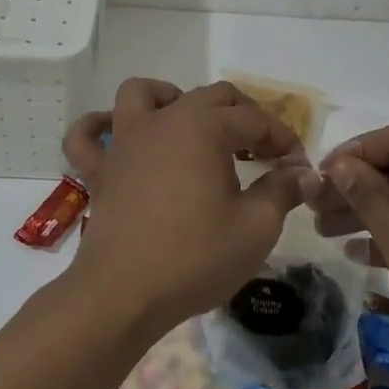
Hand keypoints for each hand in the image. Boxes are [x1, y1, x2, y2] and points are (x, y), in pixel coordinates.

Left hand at [61, 79, 316, 335]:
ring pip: (142, 94)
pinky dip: (99, 128)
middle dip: (243, 116)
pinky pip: (87, 136)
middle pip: (208, 96)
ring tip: (193, 126)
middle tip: (262, 151)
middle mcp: (162, 121)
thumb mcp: (256, 227)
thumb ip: (281, 190)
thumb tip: (300, 173)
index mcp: (203, 127)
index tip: (298, 167)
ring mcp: (124, 142)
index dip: (281, 139)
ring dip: (171, 98)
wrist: (124, 294)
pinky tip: (116, 136)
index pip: (253, 119)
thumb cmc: (195, 258)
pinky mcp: (99, 170)